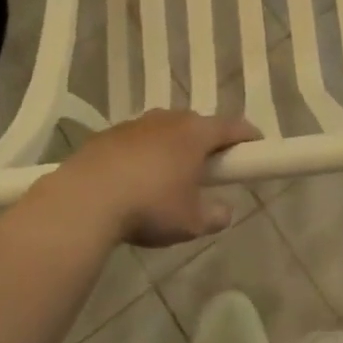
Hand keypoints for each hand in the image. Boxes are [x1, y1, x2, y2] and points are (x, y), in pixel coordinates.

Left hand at [41, 109, 259, 246]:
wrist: (86, 199)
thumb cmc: (150, 206)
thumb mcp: (191, 222)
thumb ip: (214, 215)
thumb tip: (225, 211)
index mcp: (195, 134)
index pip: (231, 126)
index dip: (247, 135)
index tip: (256, 145)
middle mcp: (168, 120)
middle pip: (196, 124)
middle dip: (207, 141)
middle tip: (211, 166)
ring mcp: (136, 124)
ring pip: (164, 129)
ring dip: (172, 146)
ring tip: (170, 175)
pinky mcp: (108, 134)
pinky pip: (137, 140)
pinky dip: (144, 153)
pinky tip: (136, 179)